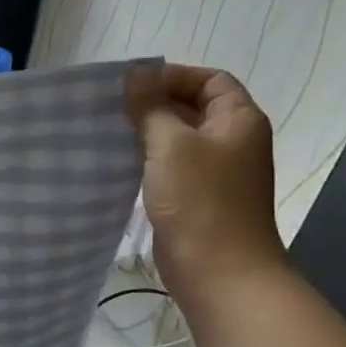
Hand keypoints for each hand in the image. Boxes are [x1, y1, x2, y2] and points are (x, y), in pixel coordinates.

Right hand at [125, 64, 285, 307]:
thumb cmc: (200, 201)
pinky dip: (146, 159)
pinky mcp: (195, 196)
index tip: (132, 87)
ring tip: (107, 132)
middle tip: (110, 108)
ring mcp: (214, 171)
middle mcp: (231, 141)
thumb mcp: (171, 145)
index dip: (174, 76)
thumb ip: (151, 107)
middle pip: (193, 107)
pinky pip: (169, 165)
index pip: (210, 80)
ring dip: (145, 132)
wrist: (219, 272)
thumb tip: (135, 74)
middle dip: (153, 103)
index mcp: (238, 120)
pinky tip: (116, 162)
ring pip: (177, 138)